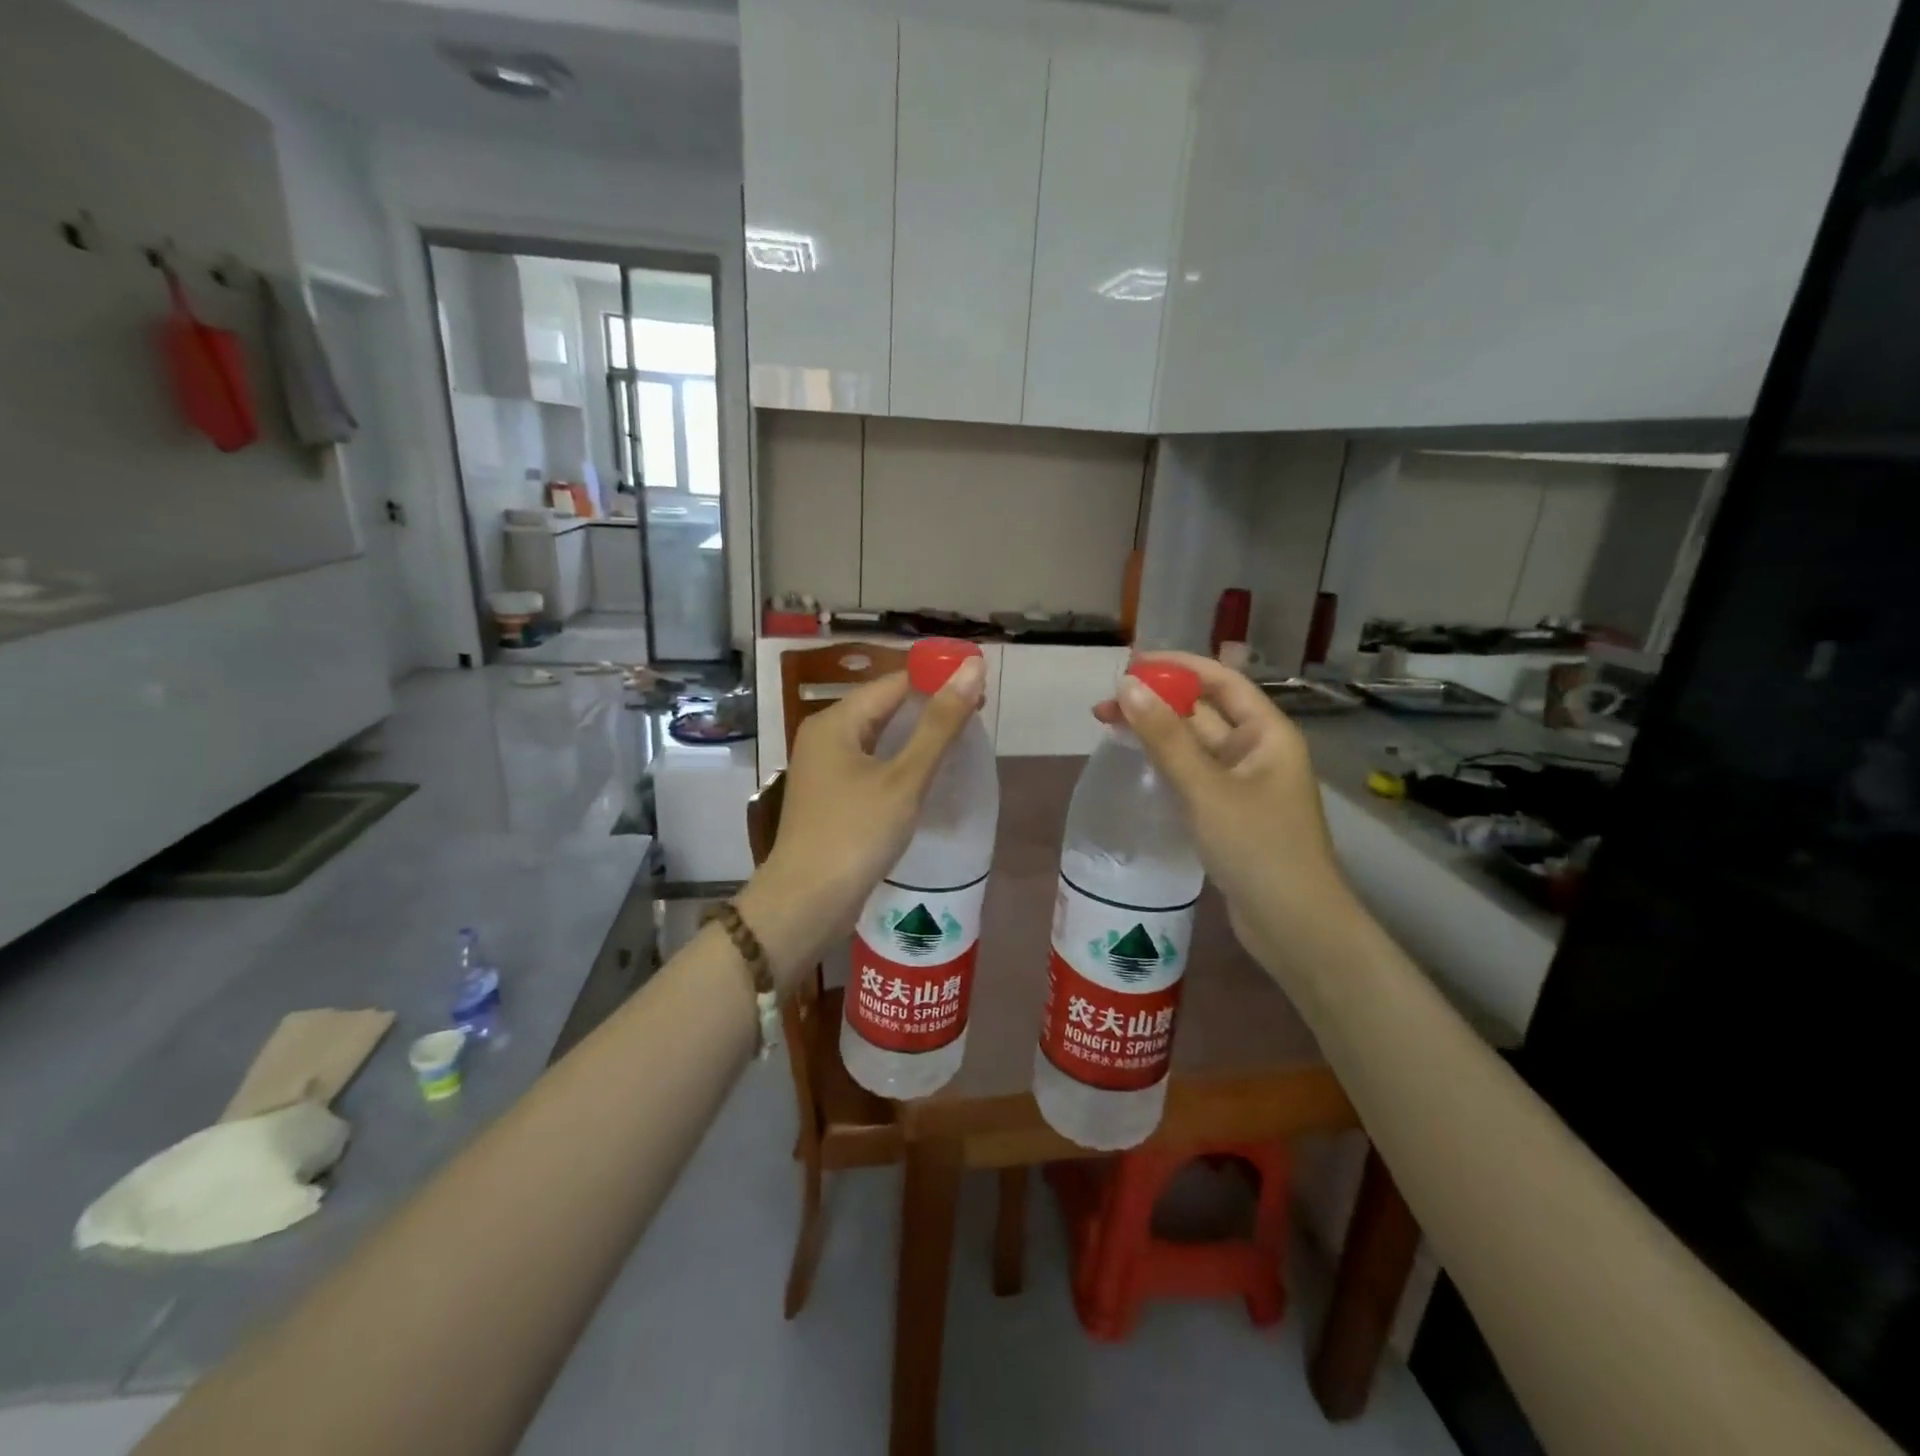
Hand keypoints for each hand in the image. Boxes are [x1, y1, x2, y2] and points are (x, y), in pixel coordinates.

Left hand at [738, 658, 986, 990]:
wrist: (807, 902)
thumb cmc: (856, 834)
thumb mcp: (905, 778)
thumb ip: (940, 724)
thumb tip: (972, 667)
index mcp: (836, 721)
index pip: (894, 682)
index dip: (937, 679)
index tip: (980, 687)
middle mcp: (825, 736)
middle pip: (884, 706)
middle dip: (929, 707)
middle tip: (978, 714)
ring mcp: (825, 768)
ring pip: (878, 737)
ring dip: (916, 735)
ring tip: (960, 740)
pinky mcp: (831, 796)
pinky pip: (872, 763)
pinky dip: (900, 761)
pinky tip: (927, 773)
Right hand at [1094, 652, 1353, 967]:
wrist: (1294, 925)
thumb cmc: (1258, 848)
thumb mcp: (1206, 788)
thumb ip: (1165, 737)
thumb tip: (1127, 687)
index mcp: (1267, 733)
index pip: (1221, 681)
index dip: (1178, 666)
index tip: (1130, 664)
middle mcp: (1258, 751)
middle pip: (1204, 711)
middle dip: (1158, 702)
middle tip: (1105, 705)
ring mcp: (1243, 784)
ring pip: (1195, 745)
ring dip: (1158, 732)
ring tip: (1110, 727)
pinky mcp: (1229, 812)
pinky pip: (1194, 774)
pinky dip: (1166, 763)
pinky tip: (1137, 763)